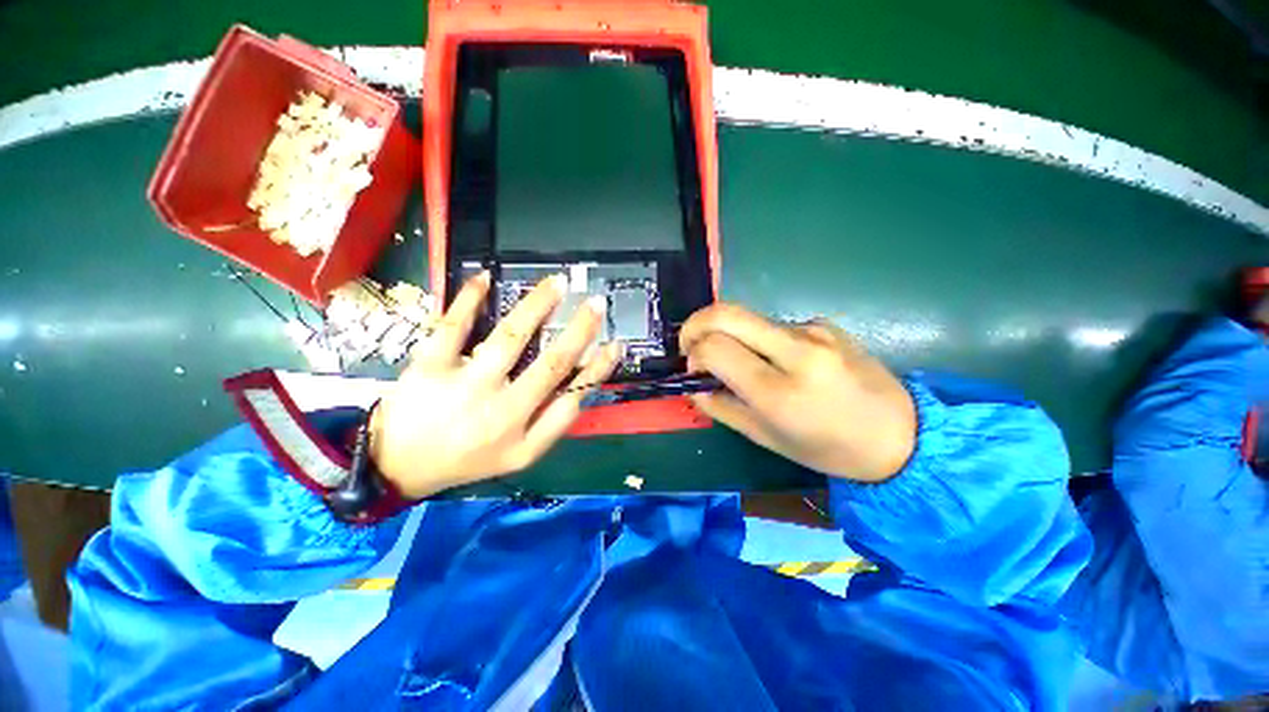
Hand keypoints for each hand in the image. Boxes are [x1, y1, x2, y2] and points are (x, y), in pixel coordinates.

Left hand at [370, 272, 622, 498]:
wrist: (398, 466)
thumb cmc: (468, 459)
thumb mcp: (521, 455)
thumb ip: (554, 424)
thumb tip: (583, 386)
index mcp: (523, 433)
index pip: (572, 394)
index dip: (599, 368)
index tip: (616, 344)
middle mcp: (500, 408)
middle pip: (550, 362)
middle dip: (580, 330)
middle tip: (596, 303)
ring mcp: (463, 384)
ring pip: (509, 337)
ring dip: (537, 306)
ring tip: (558, 283)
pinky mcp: (428, 366)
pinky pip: (452, 326)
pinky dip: (469, 299)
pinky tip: (484, 278)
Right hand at [680, 304, 915, 482]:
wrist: (901, 434)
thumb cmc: (827, 449)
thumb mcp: (765, 438)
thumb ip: (721, 407)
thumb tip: (693, 384)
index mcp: (778, 391)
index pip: (715, 348)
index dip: (694, 354)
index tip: (694, 368)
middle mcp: (796, 351)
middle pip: (726, 313)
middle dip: (696, 324)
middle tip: (691, 344)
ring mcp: (814, 331)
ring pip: (748, 317)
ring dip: (730, 334)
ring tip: (739, 361)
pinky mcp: (825, 324)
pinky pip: (773, 324)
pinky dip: (758, 338)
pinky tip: (775, 361)